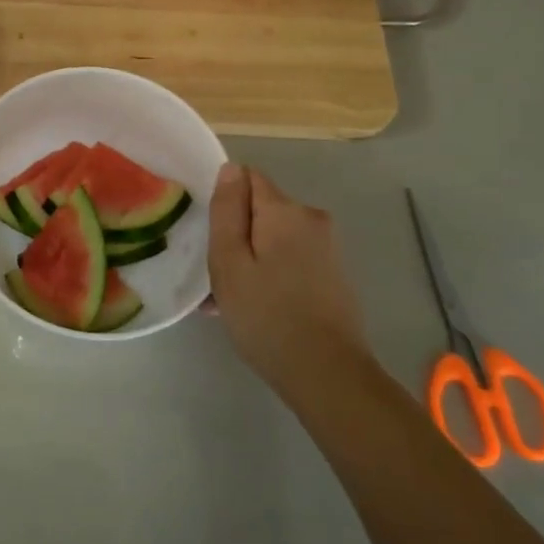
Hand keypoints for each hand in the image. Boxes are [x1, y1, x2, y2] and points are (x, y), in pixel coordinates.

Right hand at [208, 164, 370, 391]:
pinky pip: (290, 259)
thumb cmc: (266, 315)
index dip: (224, 202)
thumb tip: (230, 168)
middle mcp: (311, 219)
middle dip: (236, 234)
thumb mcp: (229, 261)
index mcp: (285, 210)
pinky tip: (255, 308)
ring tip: (228, 300)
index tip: (210, 236)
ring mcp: (327, 248)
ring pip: (273, 238)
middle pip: (260, 209)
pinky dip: (270, 274)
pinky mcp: (333, 275)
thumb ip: (227, 210)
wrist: (327, 375)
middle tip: (215, 276)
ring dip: (250, 258)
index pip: (247, 178)